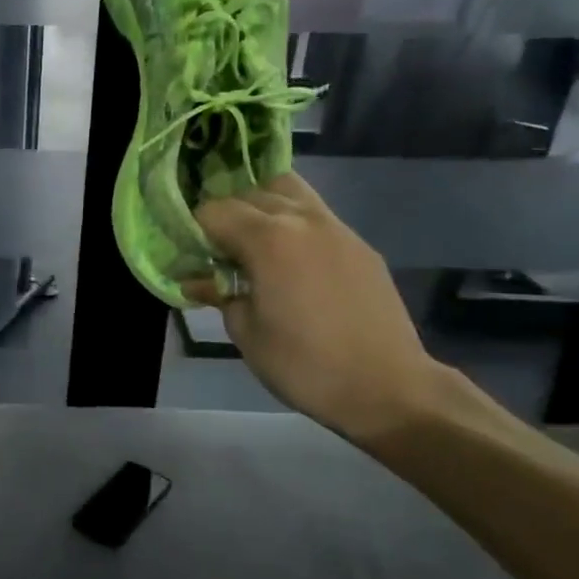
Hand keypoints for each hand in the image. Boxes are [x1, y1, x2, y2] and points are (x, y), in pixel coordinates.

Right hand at [186, 173, 444, 445]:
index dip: (195, 230)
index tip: (191, 255)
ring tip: (253, 242)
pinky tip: (291, 261)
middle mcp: (301, 219)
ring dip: (262, 207)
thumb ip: (219, 295)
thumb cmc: (303, 364)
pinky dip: (293, 224)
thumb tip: (197, 281)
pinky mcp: (359, 245)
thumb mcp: (246, 332)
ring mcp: (336, 228)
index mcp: (268, 238)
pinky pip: (315, 216)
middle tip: (217, 250)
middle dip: (226, 214)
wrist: (387, 387)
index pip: (214, 210)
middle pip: (250, 193)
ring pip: (288, 191)